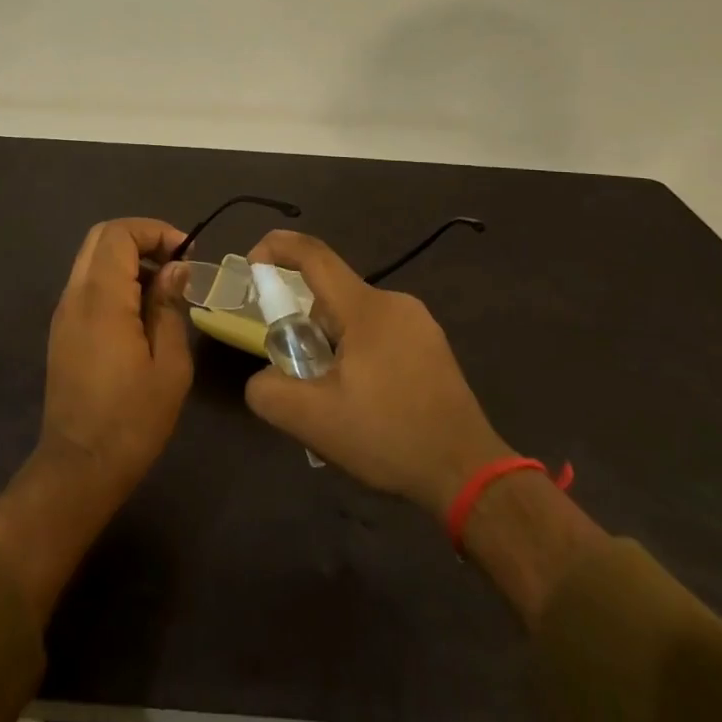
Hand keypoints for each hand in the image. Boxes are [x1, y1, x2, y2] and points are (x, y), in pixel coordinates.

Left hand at [0, 219, 192, 626]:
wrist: (80, 467)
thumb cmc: (133, 419)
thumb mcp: (169, 364)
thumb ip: (170, 307)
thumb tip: (175, 268)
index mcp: (101, 299)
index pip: (119, 234)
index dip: (155, 231)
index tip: (187, 253)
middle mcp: (75, 296)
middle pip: (101, 238)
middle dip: (141, 238)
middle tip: (177, 262)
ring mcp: (64, 313)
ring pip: (91, 260)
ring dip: (128, 259)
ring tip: (165, 287)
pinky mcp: (62, 331)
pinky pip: (87, 285)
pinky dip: (115, 280)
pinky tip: (142, 311)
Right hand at [242, 230, 511, 518]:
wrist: (468, 473)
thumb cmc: (389, 437)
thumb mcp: (313, 421)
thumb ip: (269, 391)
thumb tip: (263, 377)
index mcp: (366, 309)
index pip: (314, 257)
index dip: (278, 249)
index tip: (252, 265)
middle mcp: (395, 303)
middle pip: (331, 296)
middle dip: (303, 325)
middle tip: (295, 371)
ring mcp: (419, 324)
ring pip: (355, 318)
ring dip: (331, 345)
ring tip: (333, 398)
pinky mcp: (432, 347)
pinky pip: (379, 334)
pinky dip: (357, 354)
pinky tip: (364, 401)